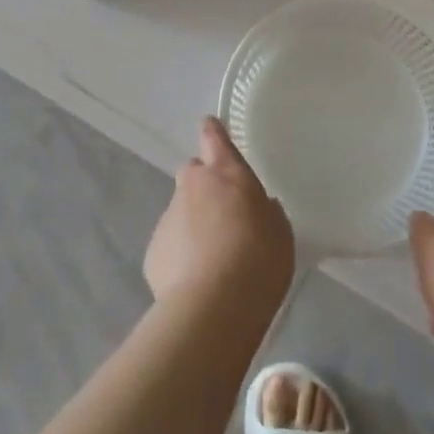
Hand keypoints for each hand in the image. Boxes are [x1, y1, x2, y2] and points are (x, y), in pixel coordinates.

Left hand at [144, 118, 293, 312]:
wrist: (215, 305)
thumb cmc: (258, 259)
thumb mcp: (279, 231)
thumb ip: (265, 212)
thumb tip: (257, 209)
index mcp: (226, 174)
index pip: (215, 139)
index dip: (213, 132)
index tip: (210, 127)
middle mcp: (192, 187)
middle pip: (193, 174)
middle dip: (204, 187)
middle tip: (224, 215)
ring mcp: (168, 218)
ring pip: (181, 212)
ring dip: (194, 226)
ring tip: (214, 261)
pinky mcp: (153, 251)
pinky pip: (170, 245)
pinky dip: (181, 255)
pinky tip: (197, 281)